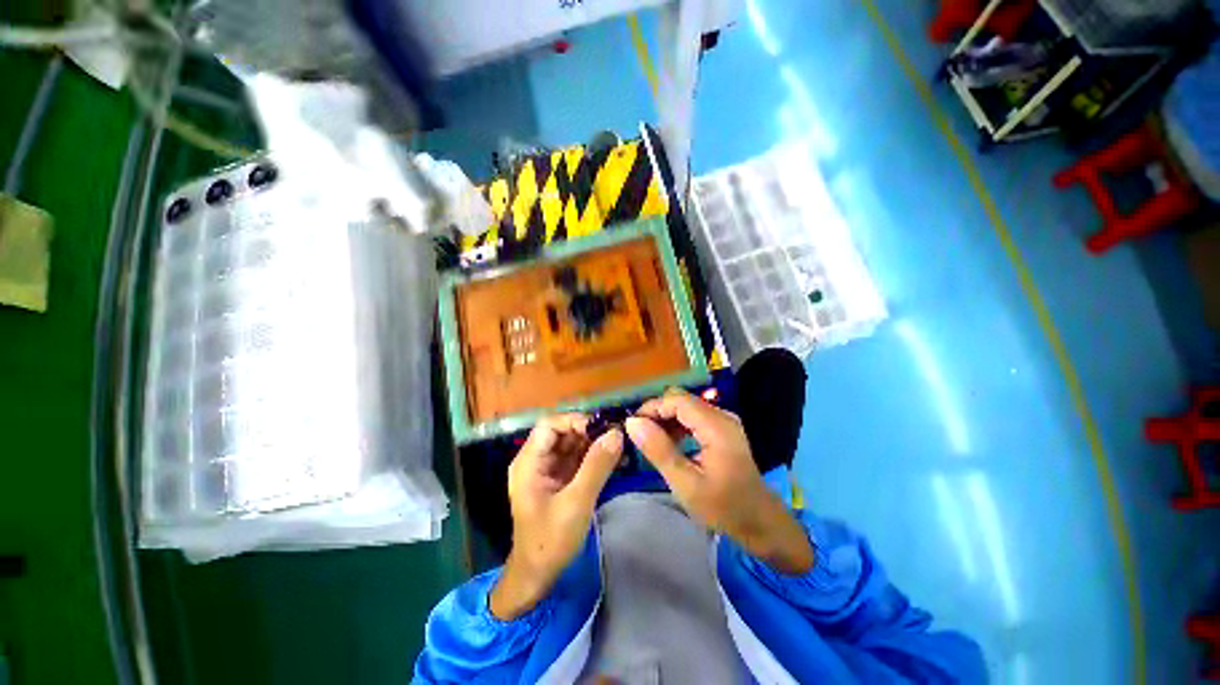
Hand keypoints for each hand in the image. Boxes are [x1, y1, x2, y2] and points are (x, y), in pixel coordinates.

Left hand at [490, 414, 622, 619]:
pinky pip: (578, 459)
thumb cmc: (550, 541)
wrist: (539, 577)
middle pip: (563, 432)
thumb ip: (596, 466)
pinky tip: (615, 459)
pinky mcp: (560, 480)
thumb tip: (616, 433)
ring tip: (621, 445)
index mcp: (529, 462)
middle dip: (589, 431)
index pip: (549, 425)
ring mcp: (548, 470)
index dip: (575, 421)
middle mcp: (537, 460)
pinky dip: (595, 457)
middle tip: (617, 435)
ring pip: (573, 444)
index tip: (602, 428)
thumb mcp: (576, 502)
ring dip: (595, 443)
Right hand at [625, 390, 813, 574]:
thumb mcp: (685, 484)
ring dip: (666, 419)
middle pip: (682, 400)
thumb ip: (659, 450)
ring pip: (687, 407)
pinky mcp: (723, 429)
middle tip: (639, 434)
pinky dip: (677, 425)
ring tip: (649, 440)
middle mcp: (722, 416)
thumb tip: (632, 423)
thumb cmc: (723, 507)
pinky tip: (668, 443)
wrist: (759, 521)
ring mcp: (724, 421)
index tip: (632, 425)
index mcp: (716, 426)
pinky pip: (694, 417)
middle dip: (657, 412)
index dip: (652, 407)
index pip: (677, 400)